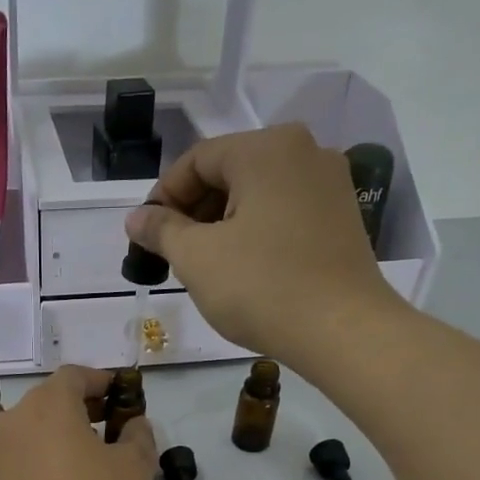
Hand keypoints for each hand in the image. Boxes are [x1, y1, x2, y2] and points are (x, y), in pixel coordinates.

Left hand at [0, 365, 156, 479]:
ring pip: (32, 431)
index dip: (101, 382)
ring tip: (87, 460)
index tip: (121, 397)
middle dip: (80, 409)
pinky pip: (20, 459)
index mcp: (47, 405)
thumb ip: (138, 435)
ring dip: (58, 435)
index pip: (74, 376)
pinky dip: (41, 460)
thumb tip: (134, 425)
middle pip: (49, 401)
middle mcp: (13, 420)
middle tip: (109, 428)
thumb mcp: (135, 469)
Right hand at [123, 124, 410, 373]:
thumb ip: (161, 230)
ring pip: (258, 193)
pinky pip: (285, 211)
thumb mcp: (197, 258)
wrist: (342, 330)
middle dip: (194, 211)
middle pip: (230, 171)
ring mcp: (330, 183)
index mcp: (266, 148)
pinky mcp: (342, 216)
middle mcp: (304, 151)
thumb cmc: (262, 287)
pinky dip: (256, 231)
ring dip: (223, 223)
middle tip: (173, 254)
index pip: (196, 160)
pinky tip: (245, 268)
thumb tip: (136, 218)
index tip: (146, 237)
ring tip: (207, 265)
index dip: (163, 197)